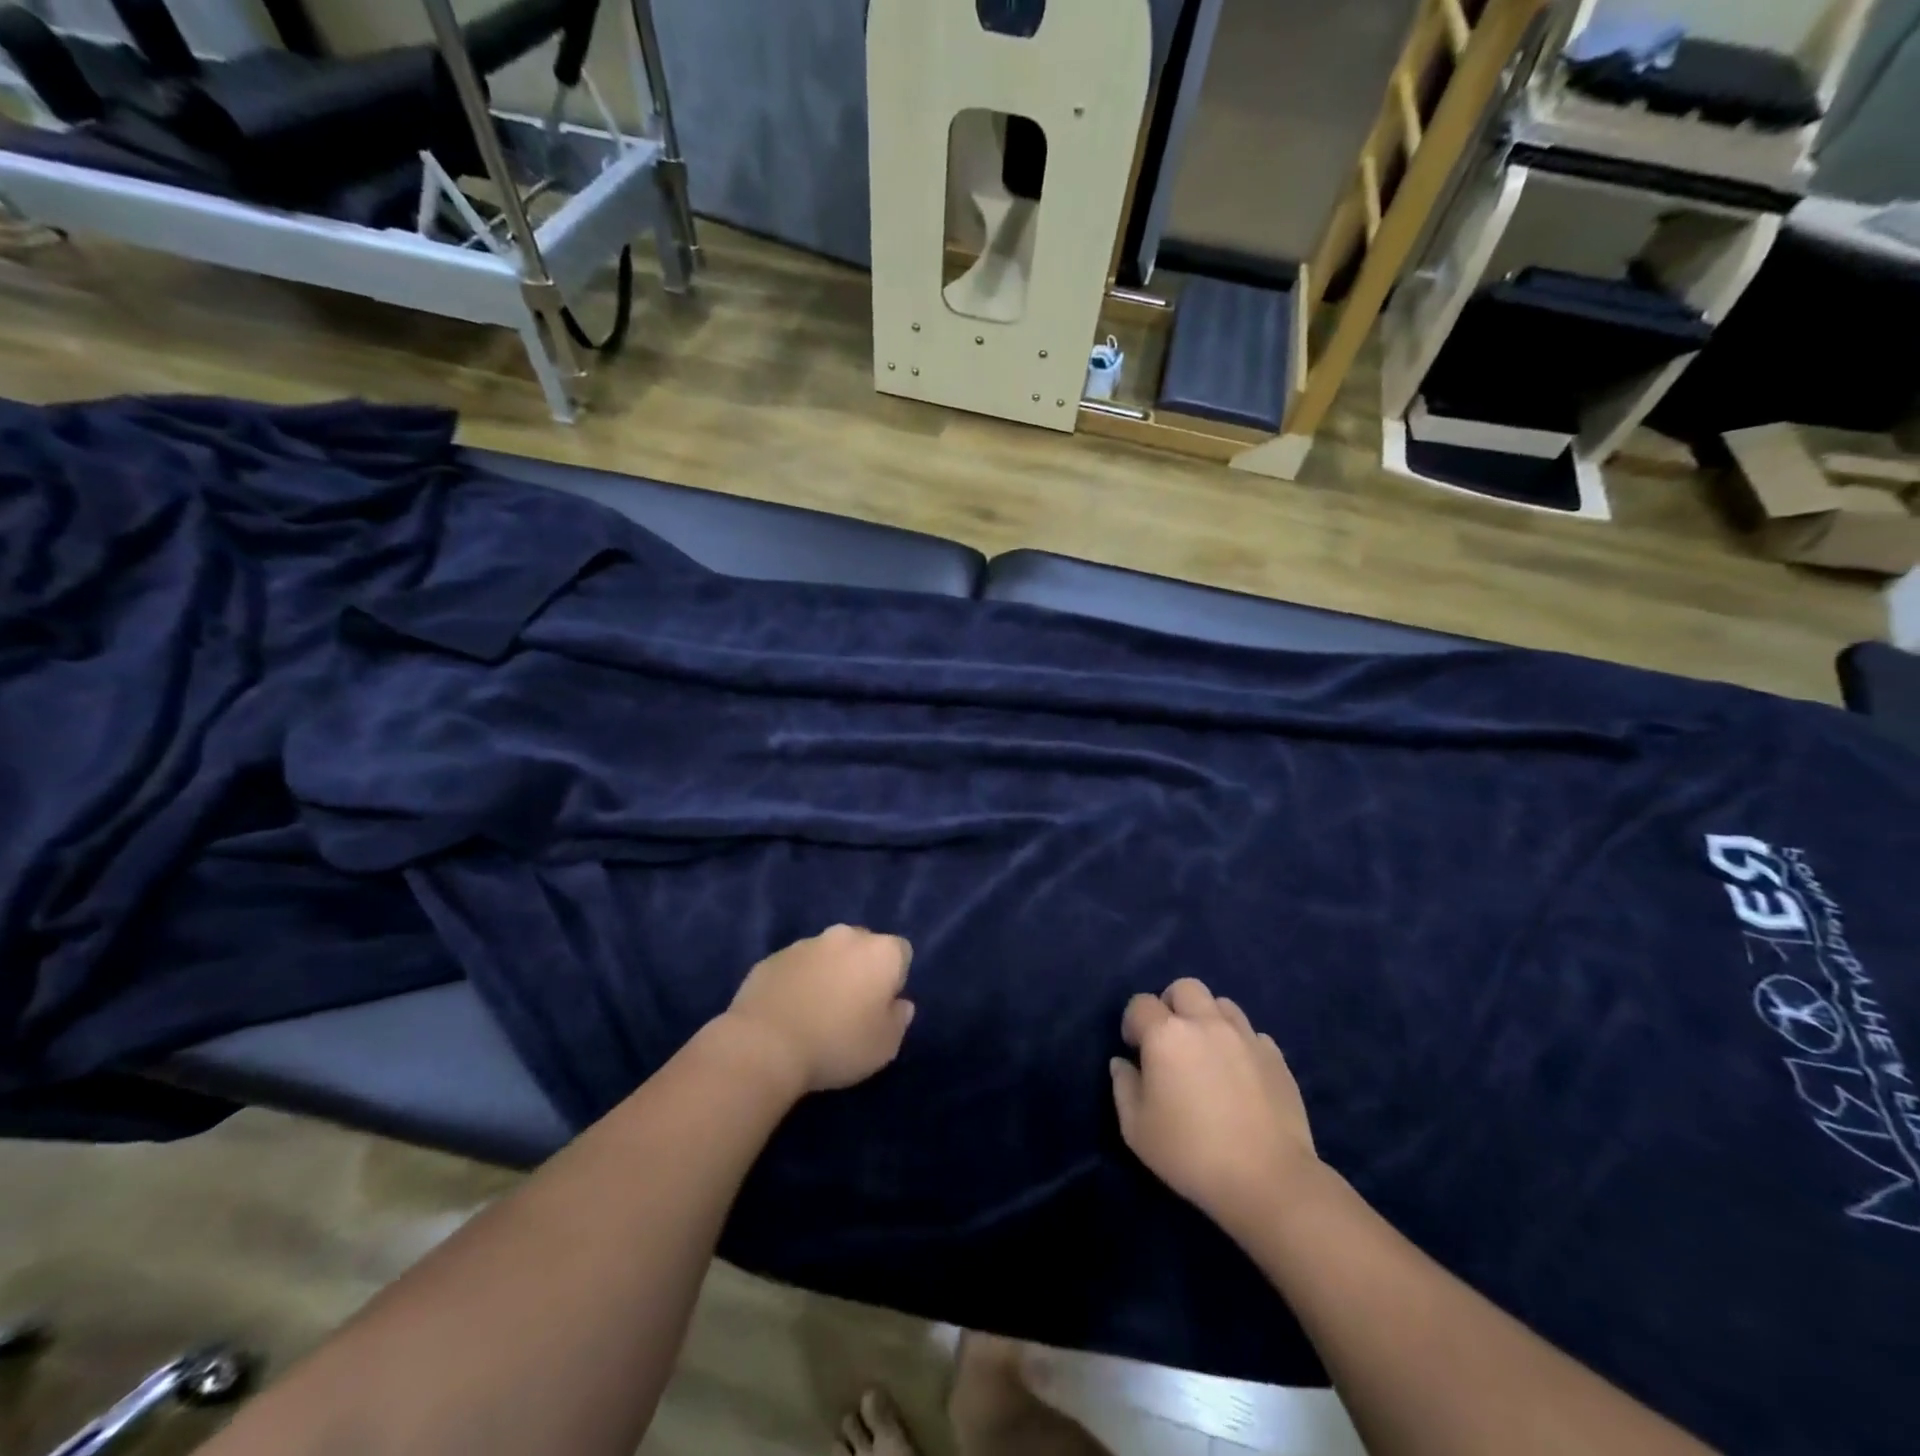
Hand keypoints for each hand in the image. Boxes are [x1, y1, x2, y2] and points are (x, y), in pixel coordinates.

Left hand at [722, 926, 915, 1095]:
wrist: (765, 1045)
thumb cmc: (837, 1044)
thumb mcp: (885, 1046)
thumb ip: (899, 1019)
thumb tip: (900, 1004)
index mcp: (881, 952)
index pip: (901, 953)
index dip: (895, 979)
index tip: (882, 1007)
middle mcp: (846, 936)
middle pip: (864, 946)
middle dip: (861, 969)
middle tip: (851, 1007)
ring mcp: (806, 943)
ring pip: (828, 953)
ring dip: (828, 972)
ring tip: (816, 1011)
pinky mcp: (773, 957)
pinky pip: (796, 966)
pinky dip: (798, 981)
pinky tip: (789, 1011)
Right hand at [1110, 978, 1319, 1235]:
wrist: (1268, 1180)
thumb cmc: (1191, 1154)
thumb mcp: (1137, 1129)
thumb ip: (1123, 1087)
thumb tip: (1122, 1063)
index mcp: (1167, 1034)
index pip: (1140, 1004)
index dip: (1133, 1023)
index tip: (1135, 1051)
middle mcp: (1206, 1023)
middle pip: (1184, 988)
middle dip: (1172, 1006)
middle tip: (1171, 1041)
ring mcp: (1245, 1036)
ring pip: (1221, 1004)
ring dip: (1208, 1019)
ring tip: (1207, 1053)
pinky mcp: (1275, 1057)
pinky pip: (1251, 1034)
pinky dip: (1239, 1044)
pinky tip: (1239, 1075)